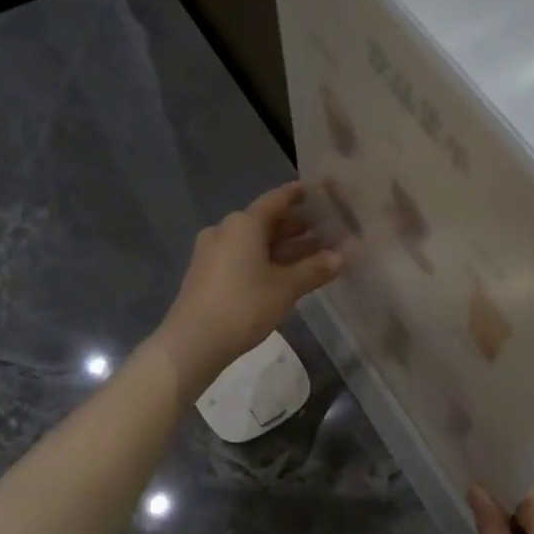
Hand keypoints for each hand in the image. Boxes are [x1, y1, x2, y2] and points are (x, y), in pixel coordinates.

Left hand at [155, 182, 342, 393]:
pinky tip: (284, 274)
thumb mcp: (286, 288)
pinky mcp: (206, 274)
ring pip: (254, 242)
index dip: (298, 194)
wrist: (192, 342)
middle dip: (295, 226)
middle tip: (325, 229)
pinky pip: (242, 257)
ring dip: (282, 247)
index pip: (276, 200)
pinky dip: (265, 260)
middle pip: (265, 221)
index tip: (317, 190)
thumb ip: (314, 270)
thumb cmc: (243, 306)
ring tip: (313, 254)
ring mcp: (212, 252)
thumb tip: (341, 257)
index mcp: (244, 224)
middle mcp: (225, 230)